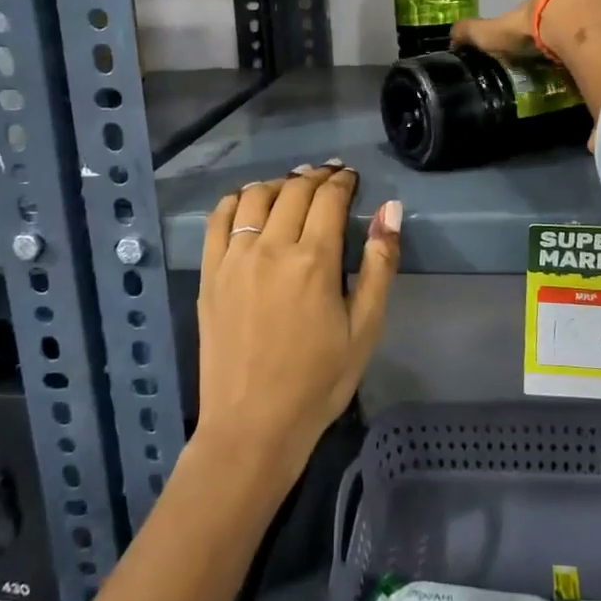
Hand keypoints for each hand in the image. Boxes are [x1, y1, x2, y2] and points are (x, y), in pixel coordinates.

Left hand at [198, 164, 401, 483]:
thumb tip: (390, 210)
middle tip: (330, 175)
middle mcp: (271, 248)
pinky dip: (236, 201)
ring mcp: (234, 259)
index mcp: (314, 261)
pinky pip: (219, 220)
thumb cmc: (319, 381)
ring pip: (254, 197)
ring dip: (278, 183)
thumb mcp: (365, 328)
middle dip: (316, 176)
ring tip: (293, 186)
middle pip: (293, 191)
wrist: (253, 425)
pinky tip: (248, 203)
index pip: (329, 199)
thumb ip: (379, 265)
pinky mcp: (210, 274)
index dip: (343, 181)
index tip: (352, 177)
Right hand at [451, 0, 600, 60]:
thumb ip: (476, 33)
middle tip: (578, 57)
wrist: (590, 25)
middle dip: (582, 30)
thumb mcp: (500, 31)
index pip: (549, 5)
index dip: (547, 23)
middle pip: (584, 11)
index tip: (547, 45)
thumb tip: (451, 37)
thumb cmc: (541, 26)